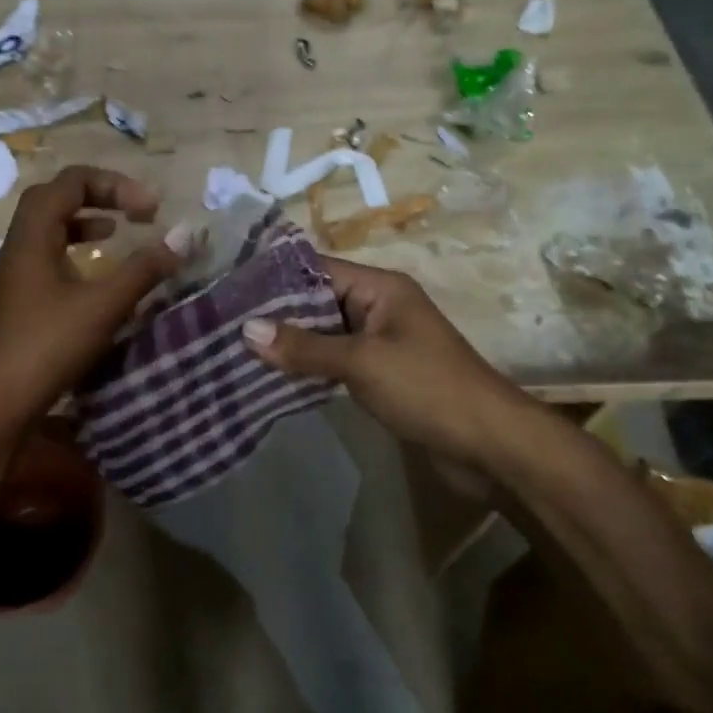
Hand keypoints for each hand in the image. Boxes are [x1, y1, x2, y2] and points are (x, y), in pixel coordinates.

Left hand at [0, 166, 186, 432]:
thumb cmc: (46, 347)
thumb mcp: (103, 306)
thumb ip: (143, 269)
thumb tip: (183, 237)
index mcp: (32, 236)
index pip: (70, 182)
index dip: (114, 184)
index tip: (150, 210)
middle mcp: (18, 248)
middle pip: (54, 199)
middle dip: (97, 196)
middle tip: (133, 211)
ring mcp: (15, 276)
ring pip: (48, 231)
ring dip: (83, 223)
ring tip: (116, 233)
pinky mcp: (19, 302)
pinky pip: (47, 259)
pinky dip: (74, 254)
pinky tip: (95, 278)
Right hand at [242, 257, 516, 459]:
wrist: (488, 443)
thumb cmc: (427, 388)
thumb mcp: (361, 362)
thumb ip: (304, 347)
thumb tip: (247, 330)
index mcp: (380, 288)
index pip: (317, 270)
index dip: (275, 278)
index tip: (230, 290)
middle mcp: (378, 307)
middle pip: (317, 301)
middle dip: (276, 314)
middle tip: (224, 324)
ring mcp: (380, 341)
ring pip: (324, 333)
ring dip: (290, 343)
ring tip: (238, 349)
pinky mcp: (381, 373)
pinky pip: (335, 360)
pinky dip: (309, 366)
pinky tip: (274, 375)